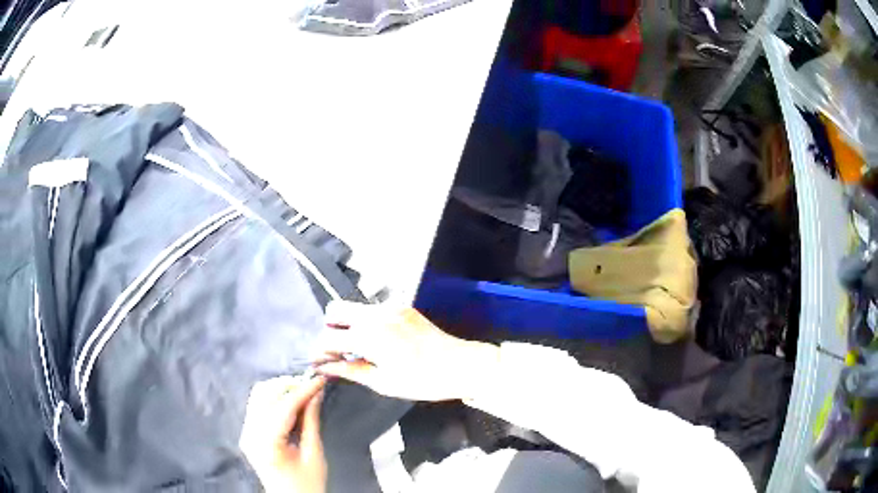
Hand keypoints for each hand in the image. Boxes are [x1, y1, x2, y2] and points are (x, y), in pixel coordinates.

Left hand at [239, 375, 326, 492]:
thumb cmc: (307, 483)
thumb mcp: (314, 454)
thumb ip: (312, 421)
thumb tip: (316, 393)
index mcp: (266, 443)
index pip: (283, 406)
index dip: (303, 390)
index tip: (320, 379)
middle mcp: (250, 433)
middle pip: (265, 394)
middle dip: (289, 386)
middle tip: (313, 386)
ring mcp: (246, 432)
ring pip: (258, 395)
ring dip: (280, 389)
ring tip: (303, 393)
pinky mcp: (247, 432)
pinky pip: (257, 405)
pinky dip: (273, 398)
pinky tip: (290, 402)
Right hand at [317, 301, 499, 401]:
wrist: (460, 365)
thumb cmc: (422, 380)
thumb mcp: (383, 382)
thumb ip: (350, 370)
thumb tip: (324, 367)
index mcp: (368, 336)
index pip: (327, 336)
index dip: (320, 351)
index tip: (320, 363)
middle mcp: (375, 314)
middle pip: (335, 309)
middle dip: (330, 329)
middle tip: (339, 352)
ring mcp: (389, 306)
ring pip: (353, 306)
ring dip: (347, 324)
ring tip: (358, 348)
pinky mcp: (401, 306)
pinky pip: (372, 308)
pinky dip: (365, 321)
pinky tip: (377, 341)